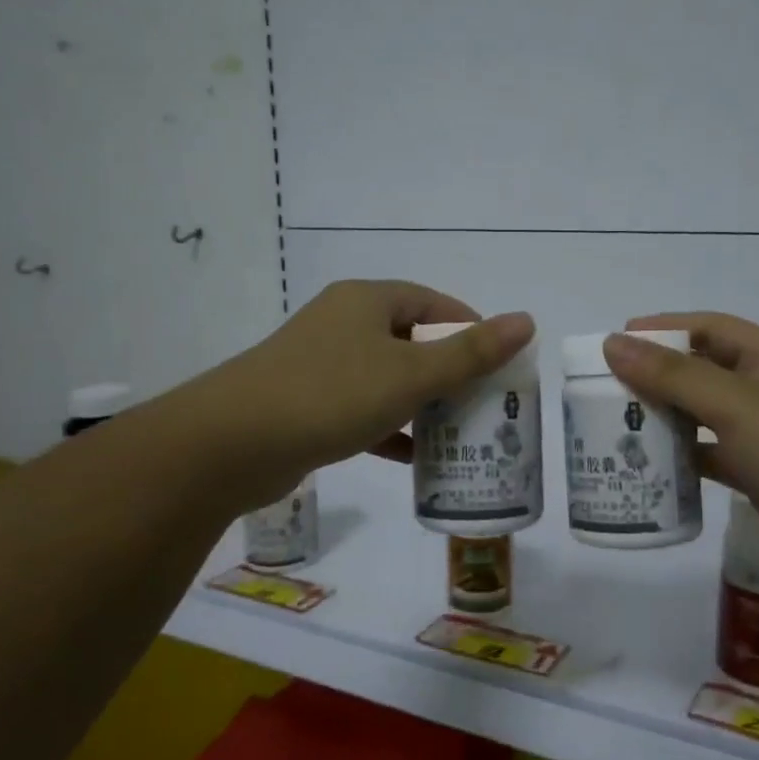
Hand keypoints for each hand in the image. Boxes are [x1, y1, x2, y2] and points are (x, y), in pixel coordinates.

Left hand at [206, 281, 534, 506]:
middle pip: (412, 340)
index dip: (471, 329)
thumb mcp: (410, 373)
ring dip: (422, 403)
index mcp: (367, 301)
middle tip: (485, 403)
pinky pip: (362, 409)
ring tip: (460, 432)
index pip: (434, 304)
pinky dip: (390, 428)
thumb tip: (527, 321)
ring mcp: (321, 364)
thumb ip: (471, 352)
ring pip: (387, 378)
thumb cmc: (331, 394)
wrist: (231, 444)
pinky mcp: (306, 404)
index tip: (499, 364)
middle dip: (450, 372)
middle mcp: (343, 324)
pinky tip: (415, 458)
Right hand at [604, 314, 758, 583]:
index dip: (662, 329)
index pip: (708, 327)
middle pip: (701, 370)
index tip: (616, 342)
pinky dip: (681, 456)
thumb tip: (614, 343)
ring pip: (703, 414)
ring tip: (617, 425)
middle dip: (656, 376)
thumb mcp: (736, 405)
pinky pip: (710, 454)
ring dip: (665, 417)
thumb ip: (673, 375)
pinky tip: (649, 466)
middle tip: (606, 389)